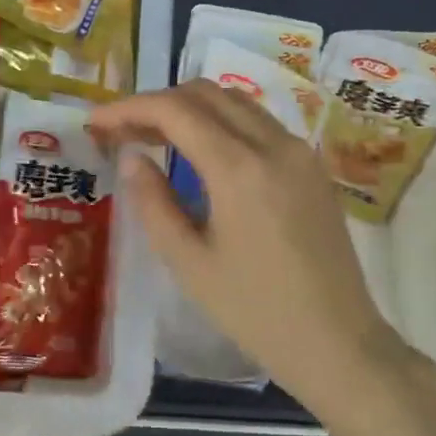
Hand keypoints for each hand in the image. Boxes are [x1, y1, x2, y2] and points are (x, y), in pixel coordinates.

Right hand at [90, 81, 426, 417]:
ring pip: (236, 101)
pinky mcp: (313, 165)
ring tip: (155, 136)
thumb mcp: (189, 264)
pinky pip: (259, 122)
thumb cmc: (256, 311)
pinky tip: (201, 151)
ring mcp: (300, 151)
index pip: (174, 110)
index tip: (96, 121)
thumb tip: (132, 157)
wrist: (339, 342)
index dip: (129, 108)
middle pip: (206, 93)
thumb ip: (153, 202)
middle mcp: (274, 144)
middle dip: (157, 102)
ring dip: (191, 107)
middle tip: (122, 130)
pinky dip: (222, 121)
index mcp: (239, 168)